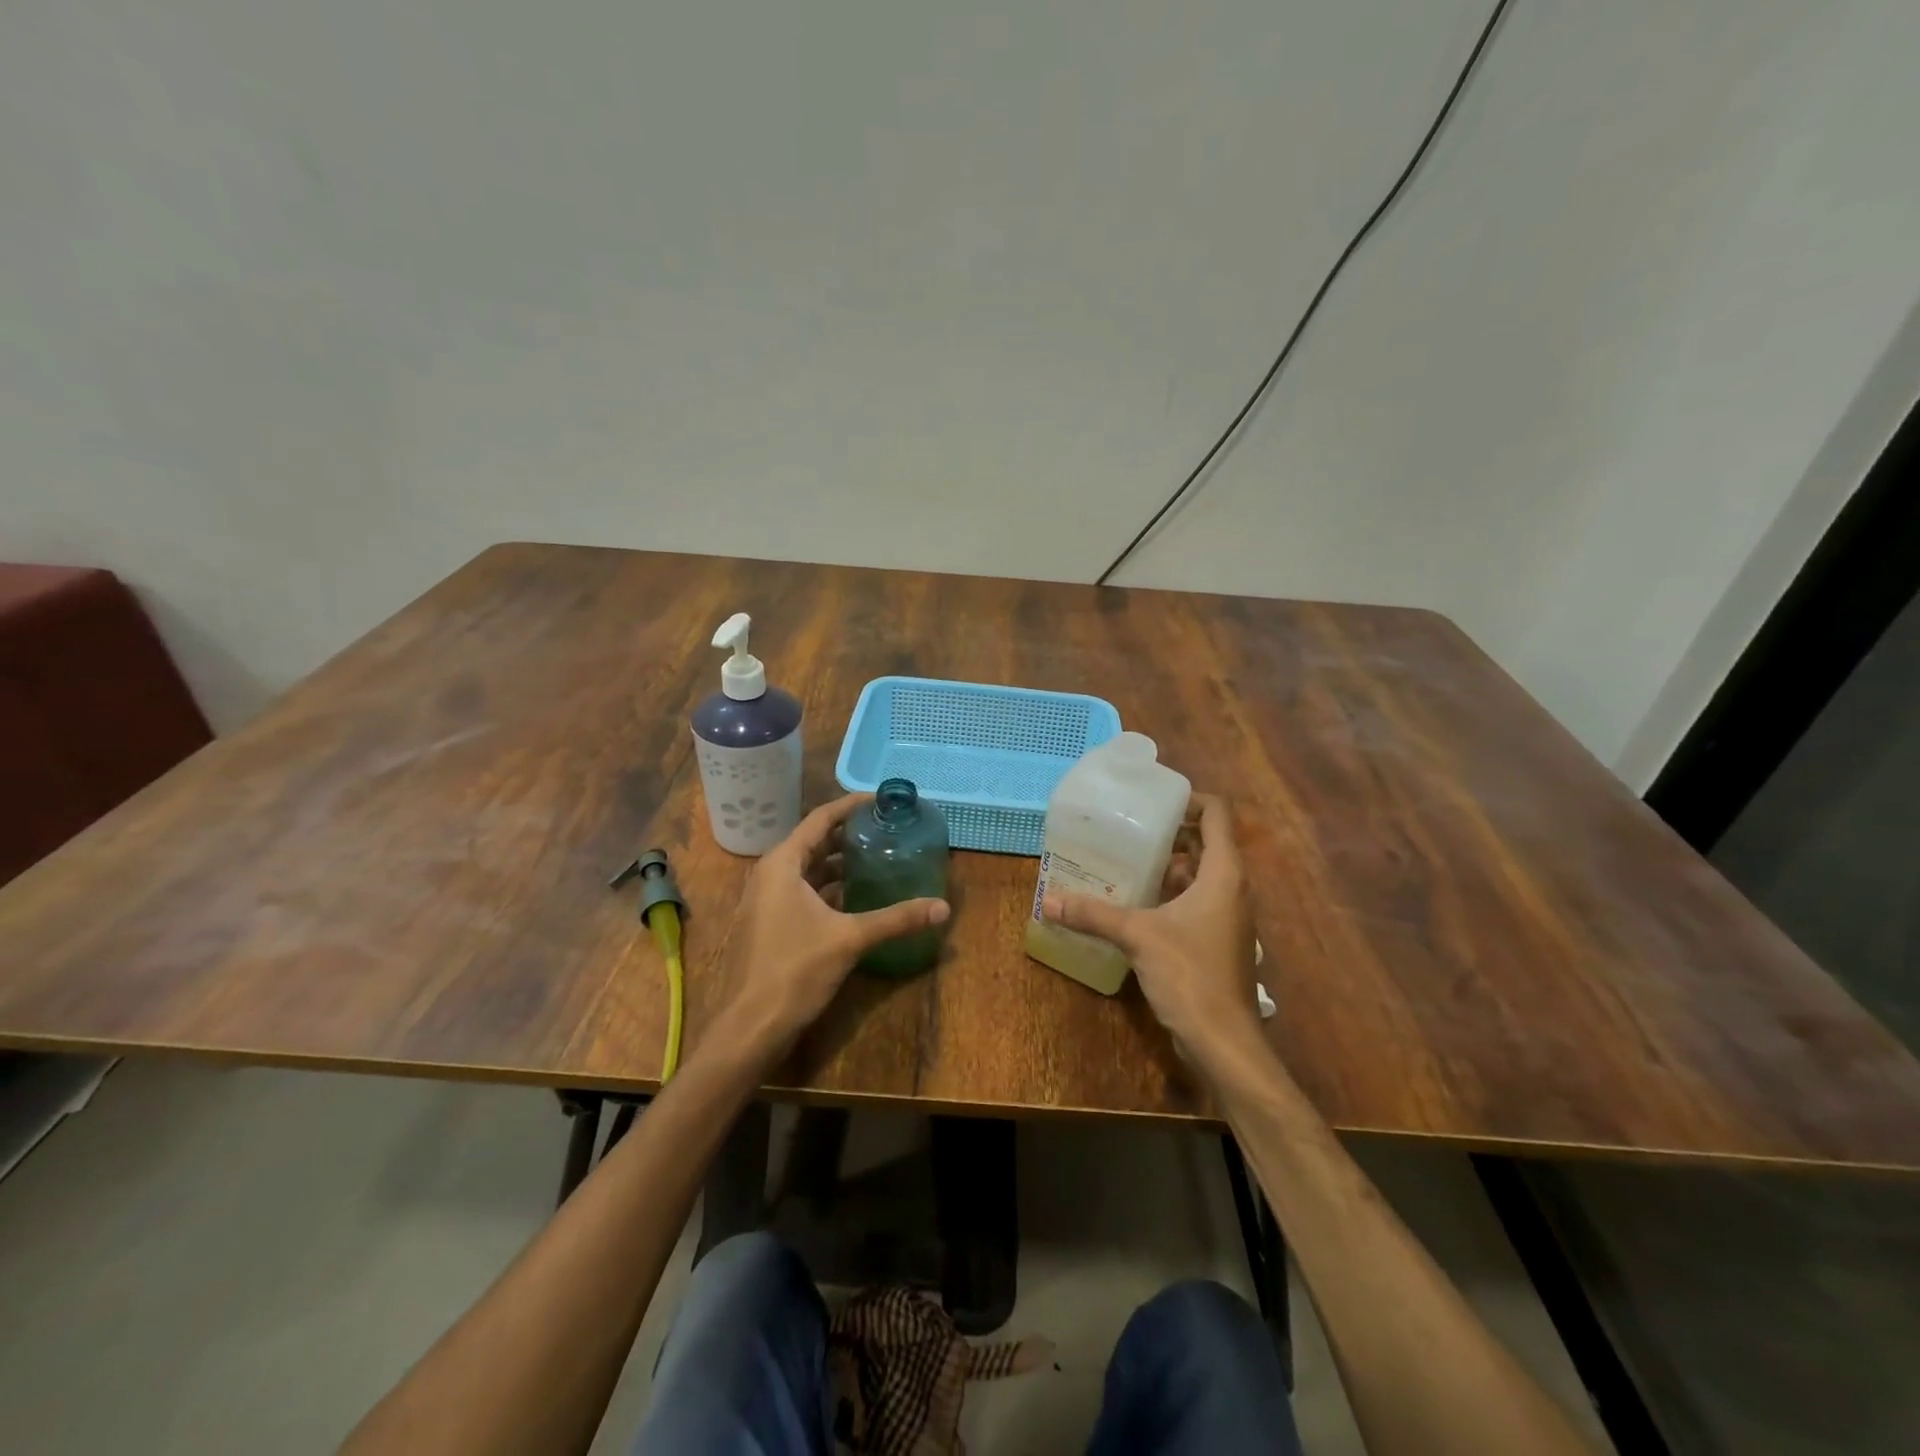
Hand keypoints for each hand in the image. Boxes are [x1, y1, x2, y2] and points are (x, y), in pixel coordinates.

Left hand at [723, 794, 949, 1051]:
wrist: (750, 1026)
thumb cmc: (795, 970)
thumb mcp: (850, 939)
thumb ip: (896, 919)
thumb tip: (943, 907)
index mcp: (782, 864)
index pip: (820, 819)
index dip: (850, 806)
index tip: (880, 799)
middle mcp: (769, 874)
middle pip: (813, 842)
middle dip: (847, 834)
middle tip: (884, 828)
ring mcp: (765, 901)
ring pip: (807, 869)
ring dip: (838, 863)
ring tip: (875, 857)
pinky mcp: (768, 924)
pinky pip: (801, 892)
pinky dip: (828, 888)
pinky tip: (855, 897)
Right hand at [1041, 793, 1260, 1061]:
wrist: (1224, 1041)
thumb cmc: (1190, 975)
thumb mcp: (1137, 936)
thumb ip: (1094, 914)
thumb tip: (1049, 900)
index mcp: (1224, 874)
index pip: (1217, 815)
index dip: (1190, 800)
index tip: (1152, 803)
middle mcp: (1232, 889)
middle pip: (1206, 844)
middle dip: (1170, 834)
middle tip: (1128, 829)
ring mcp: (1227, 917)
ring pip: (1199, 876)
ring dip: (1168, 866)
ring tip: (1125, 861)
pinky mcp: (1217, 941)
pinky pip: (1195, 902)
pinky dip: (1170, 895)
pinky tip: (1135, 903)